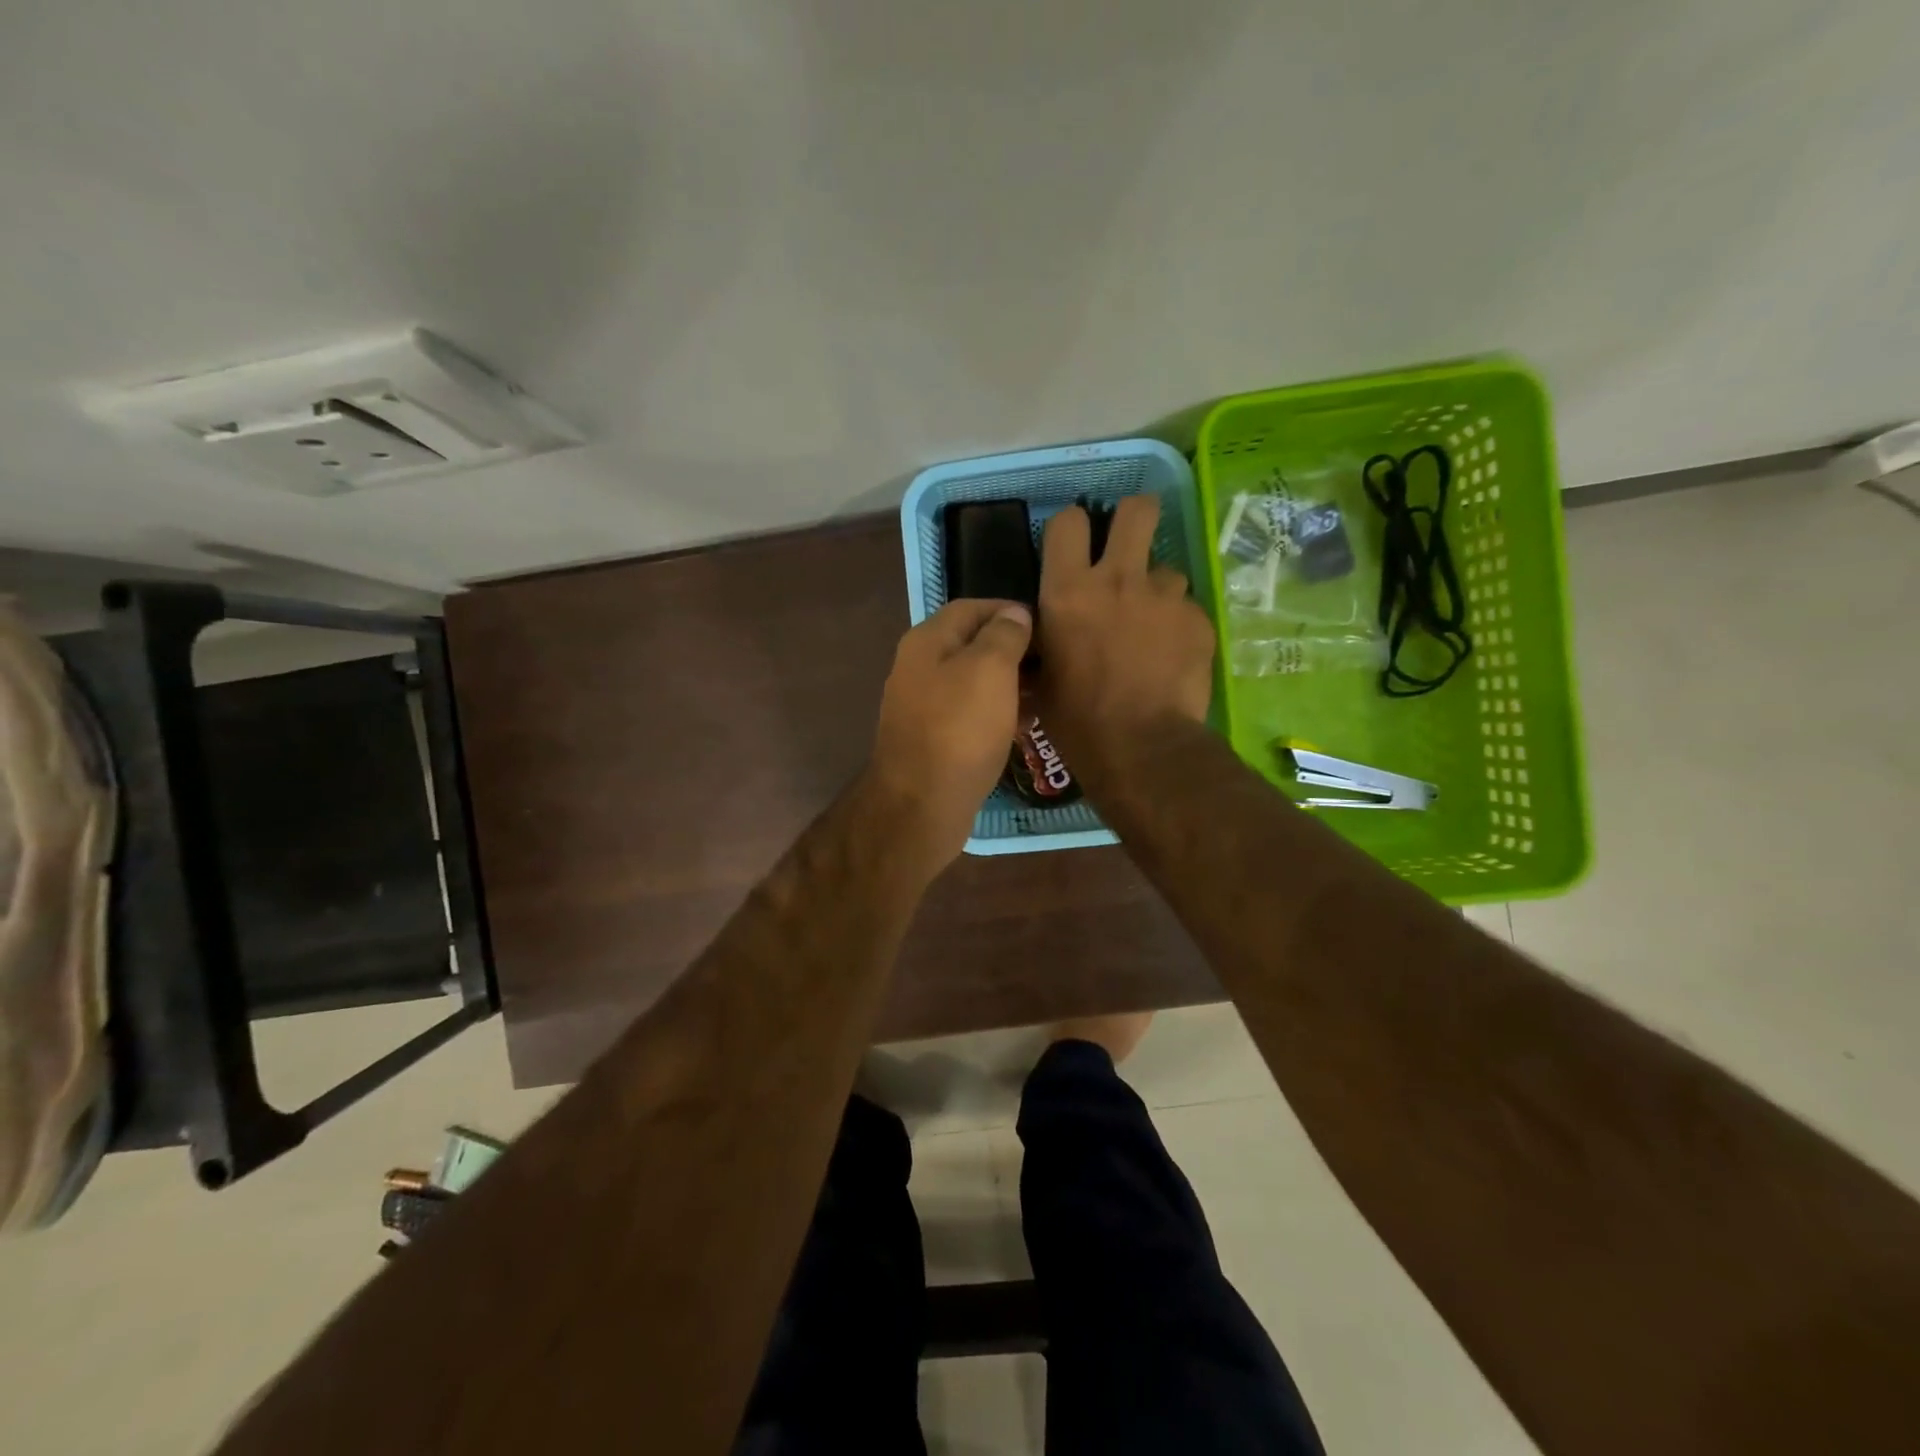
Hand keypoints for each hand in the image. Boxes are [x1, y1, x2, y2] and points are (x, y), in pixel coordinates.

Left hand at [864, 598, 1032, 873]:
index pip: (972, 607)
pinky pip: (969, 713)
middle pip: (971, 644)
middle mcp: (918, 667)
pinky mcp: (932, 739)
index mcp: (927, 641)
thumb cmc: (960, 729)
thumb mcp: (990, 669)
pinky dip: (996, 712)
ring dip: (1008, 683)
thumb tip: (1014, 613)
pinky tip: (1023, 725)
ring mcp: (922, 706)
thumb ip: (1004, 634)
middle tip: (1051, 663)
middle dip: (1012, 649)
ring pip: (972, 681)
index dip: (1010, 610)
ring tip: (1044, 693)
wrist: (921, 804)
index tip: (1047, 626)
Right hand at [1035, 496, 1215, 782]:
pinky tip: (1172, 659)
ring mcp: (1164, 597)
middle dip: (1134, 518)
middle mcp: (1118, 579)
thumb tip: (1040, 636)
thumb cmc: (1077, 721)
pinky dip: (1178, 628)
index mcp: (1068, 591)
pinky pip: (1187, 610)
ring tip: (1152, 630)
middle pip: (1138, 509)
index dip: (1072, 529)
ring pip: (1166, 570)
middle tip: (1128, 547)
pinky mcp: (1198, 620)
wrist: (1140, 749)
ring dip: (1157, 592)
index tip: (1076, 548)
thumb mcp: (1040, 679)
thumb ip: (1043, 642)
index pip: (1068, 521)